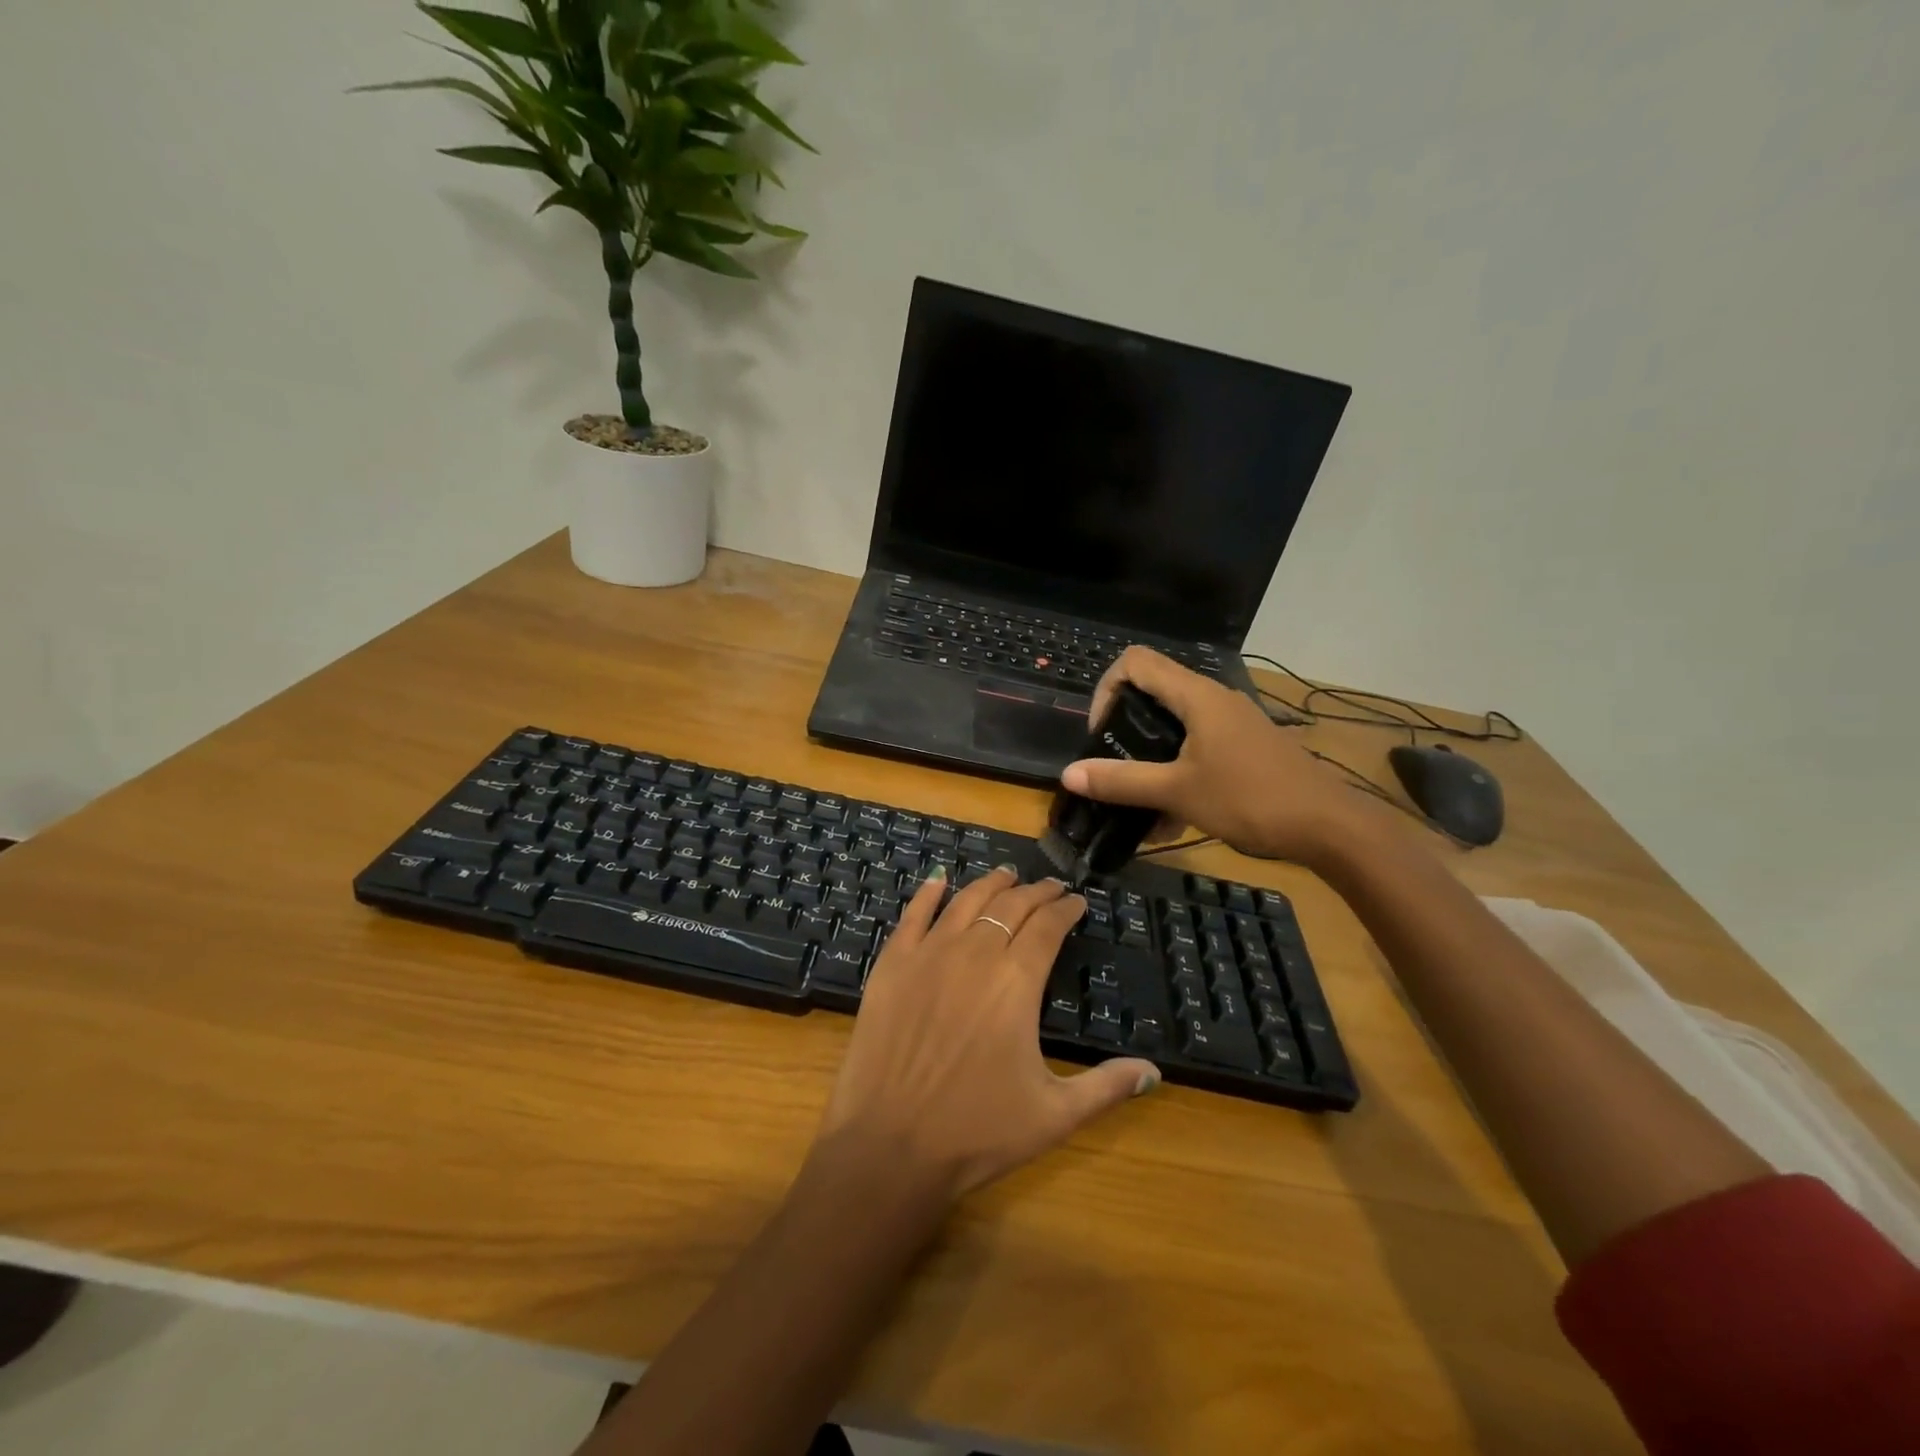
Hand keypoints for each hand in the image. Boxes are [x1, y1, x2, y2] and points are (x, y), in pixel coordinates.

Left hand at [817, 867, 1159, 1203]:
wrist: (888, 1145)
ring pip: (967, 901)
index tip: (1077, 901)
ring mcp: (929, 954)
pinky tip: (939, 880)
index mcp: (1016, 981)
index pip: (1048, 926)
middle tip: (1050, 887)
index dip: (1066, 909)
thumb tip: (1154, 1073)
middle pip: (1012, 905)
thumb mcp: (1054, 1116)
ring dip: (991, 883)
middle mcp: (975, 953)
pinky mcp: (892, 964)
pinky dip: (929, 893)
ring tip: (1007, 874)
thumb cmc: (976, 1132)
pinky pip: (913, 915)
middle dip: (1036, 892)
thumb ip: (1107, 1088)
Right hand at [1062, 646, 1359, 864]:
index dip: (1106, 688)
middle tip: (1113, 768)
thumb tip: (1069, 774)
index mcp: (1196, 696)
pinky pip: (1197, 749)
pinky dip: (1176, 774)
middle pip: (1153, 694)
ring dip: (1150, 761)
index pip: (1135, 662)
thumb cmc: (1250, 798)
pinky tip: (1171, 820)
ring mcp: (1232, 724)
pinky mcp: (1245, 748)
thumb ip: (1121, 782)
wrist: (1329, 826)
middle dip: (1124, 731)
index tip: (1100, 734)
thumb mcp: (1177, 791)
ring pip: (1175, 728)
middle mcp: (1214, 700)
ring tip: (1138, 804)